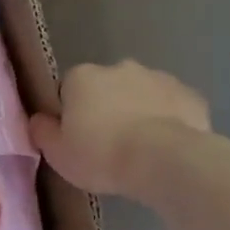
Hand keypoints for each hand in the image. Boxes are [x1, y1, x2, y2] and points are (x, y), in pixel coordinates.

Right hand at [30, 61, 229, 197]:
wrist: (164, 161)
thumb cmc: (101, 155)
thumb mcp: (57, 153)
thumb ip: (42, 132)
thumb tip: (38, 119)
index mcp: (82, 77)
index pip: (68, 90)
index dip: (71, 114)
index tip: (77, 138)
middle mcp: (119, 67)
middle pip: (106, 88)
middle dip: (107, 108)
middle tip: (109, 144)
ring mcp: (158, 77)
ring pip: (141, 94)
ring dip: (138, 112)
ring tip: (140, 149)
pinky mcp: (190, 95)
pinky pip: (172, 106)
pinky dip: (169, 120)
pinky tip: (167, 147)